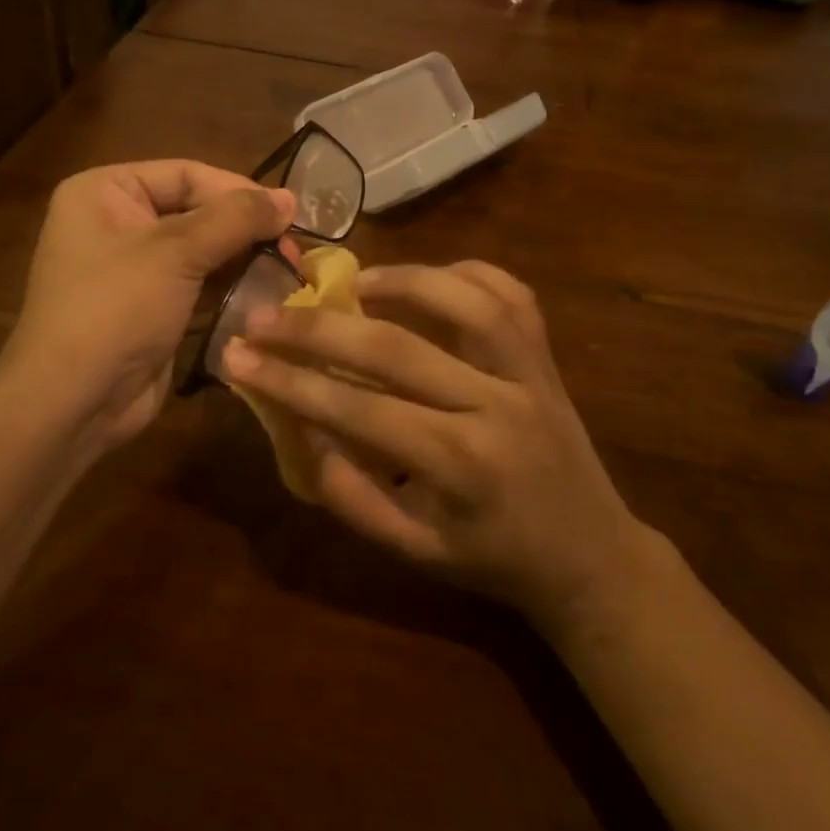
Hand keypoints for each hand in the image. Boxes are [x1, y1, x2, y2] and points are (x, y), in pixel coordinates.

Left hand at [0, 160, 292, 458]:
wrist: (73, 403)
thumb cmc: (116, 309)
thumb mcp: (177, 253)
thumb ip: (236, 219)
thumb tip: (290, 198)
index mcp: (105, 191)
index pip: (186, 174)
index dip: (239, 190)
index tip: (289, 212)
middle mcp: (115, 222)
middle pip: (195, 210)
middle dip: (244, 228)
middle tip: (293, 246)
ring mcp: (131, 268)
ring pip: (200, 250)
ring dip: (242, 258)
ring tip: (289, 268)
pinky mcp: (149, 306)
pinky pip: (196, 284)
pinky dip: (228, 286)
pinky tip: (265, 293)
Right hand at [222, 261, 645, 636]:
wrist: (591, 555)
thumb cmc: (492, 558)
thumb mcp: (412, 550)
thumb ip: (351, 494)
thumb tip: (298, 426)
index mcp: (459, 467)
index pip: (360, 411)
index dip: (292, 381)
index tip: (238, 356)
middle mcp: (498, 408)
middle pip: (398, 348)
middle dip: (319, 328)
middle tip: (266, 314)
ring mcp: (531, 374)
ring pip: (466, 301)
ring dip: (400, 280)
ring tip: (352, 282)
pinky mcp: (548, 357)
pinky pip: (510, 294)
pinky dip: (464, 273)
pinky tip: (423, 279)